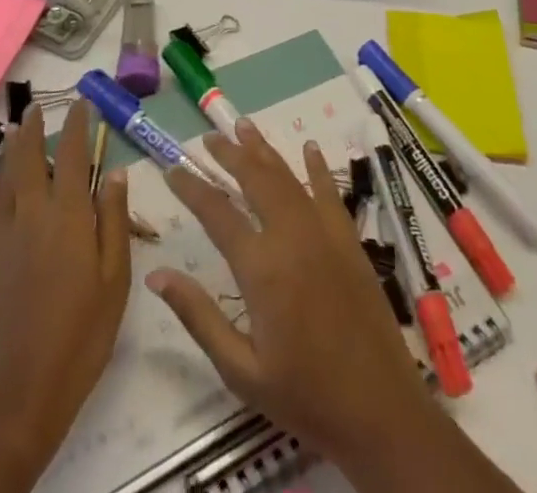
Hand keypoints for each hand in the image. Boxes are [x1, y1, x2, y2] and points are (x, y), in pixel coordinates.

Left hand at [0, 102, 129, 480]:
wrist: (25, 390)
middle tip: (37, 107)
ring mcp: (7, 236)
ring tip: (15, 129)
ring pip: (7, 178)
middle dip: (34, 129)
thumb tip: (114, 172)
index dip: (76, 126)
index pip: (71, 156)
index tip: (81, 103)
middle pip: (30, 159)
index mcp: (69, 216)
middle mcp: (34, 215)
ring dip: (12, 149)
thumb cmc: (83, 333)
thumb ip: (114, 220)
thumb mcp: (115, 278)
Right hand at [146, 119, 437, 465]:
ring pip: (288, 177)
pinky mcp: (349, 240)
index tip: (171, 169)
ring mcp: (324, 233)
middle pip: (254, 179)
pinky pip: (329, 192)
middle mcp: (291, 236)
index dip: (192, 187)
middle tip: (208, 137)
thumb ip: (199, 317)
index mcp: (261, 268)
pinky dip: (316, 168)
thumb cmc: (304, 396)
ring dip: (264, 150)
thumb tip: (157, 276)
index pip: (217, 213)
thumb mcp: (241, 370)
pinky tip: (309, 149)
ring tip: (244, 126)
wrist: (380, 410)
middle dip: (229, 154)